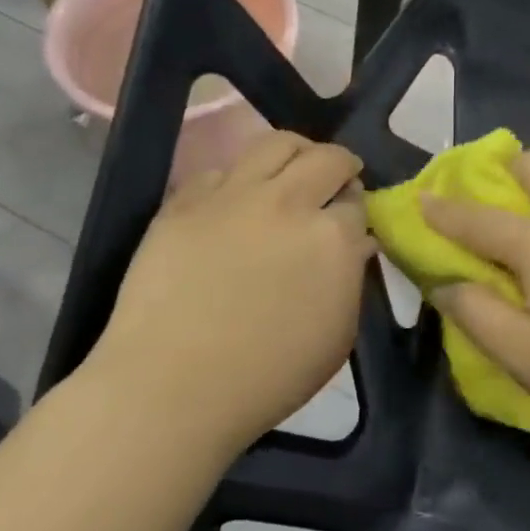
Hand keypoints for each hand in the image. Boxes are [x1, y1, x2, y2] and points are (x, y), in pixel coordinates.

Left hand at [85, 131, 374, 450]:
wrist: (172, 387)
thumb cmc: (268, 376)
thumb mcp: (337, 336)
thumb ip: (351, 280)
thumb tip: (353, 245)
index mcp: (334, 238)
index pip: (357, 201)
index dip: (356, 209)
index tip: (351, 221)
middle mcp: (290, 202)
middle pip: (327, 158)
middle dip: (340, 166)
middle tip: (335, 183)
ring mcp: (234, 196)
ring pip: (276, 143)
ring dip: (297, 153)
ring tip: (293, 171)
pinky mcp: (185, 201)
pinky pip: (219, 171)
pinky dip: (237, 180)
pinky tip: (234, 204)